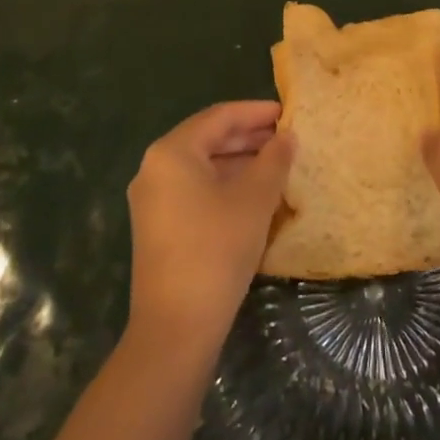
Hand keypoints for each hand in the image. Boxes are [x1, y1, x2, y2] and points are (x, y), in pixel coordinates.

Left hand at [126, 101, 292, 354]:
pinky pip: (194, 190)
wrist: (176, 326)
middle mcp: (154, 168)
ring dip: (238, 162)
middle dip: (248, 137)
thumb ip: (274, 160)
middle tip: (286, 137)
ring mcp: (152, 199)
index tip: (287, 112)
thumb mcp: (254, 199)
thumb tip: (287, 137)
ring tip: (277, 164)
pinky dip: (224, 184)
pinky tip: (254, 194)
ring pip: (201, 166)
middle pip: (207, 139)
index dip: (255, 112)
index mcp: (172, 152)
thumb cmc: (216, 249)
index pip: (219, 117)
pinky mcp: (158, 226)